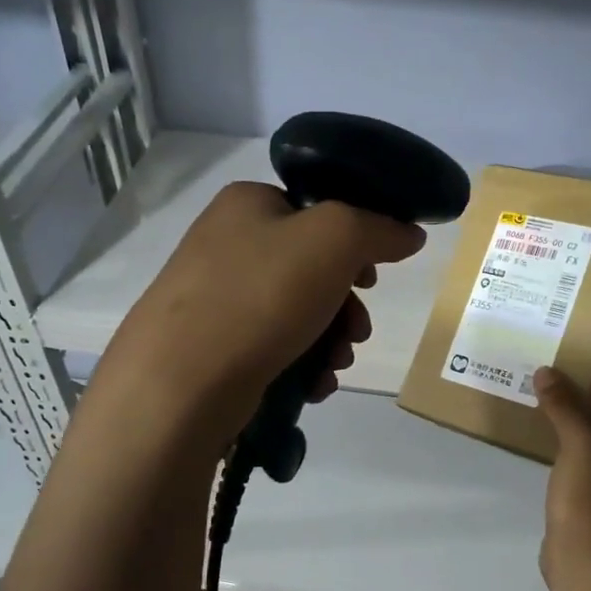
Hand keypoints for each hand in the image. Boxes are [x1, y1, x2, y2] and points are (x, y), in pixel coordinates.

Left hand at [93, 181, 426, 444]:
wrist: (182, 381)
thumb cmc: (262, 295)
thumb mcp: (336, 240)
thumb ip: (379, 230)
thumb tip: (409, 234)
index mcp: (249, 204)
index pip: (318, 210)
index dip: (355, 243)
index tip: (372, 278)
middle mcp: (227, 244)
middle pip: (313, 268)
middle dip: (347, 306)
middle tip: (358, 331)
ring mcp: (216, 298)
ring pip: (298, 313)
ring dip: (331, 340)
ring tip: (336, 365)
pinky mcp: (213, 347)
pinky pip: (274, 348)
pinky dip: (303, 365)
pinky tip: (314, 386)